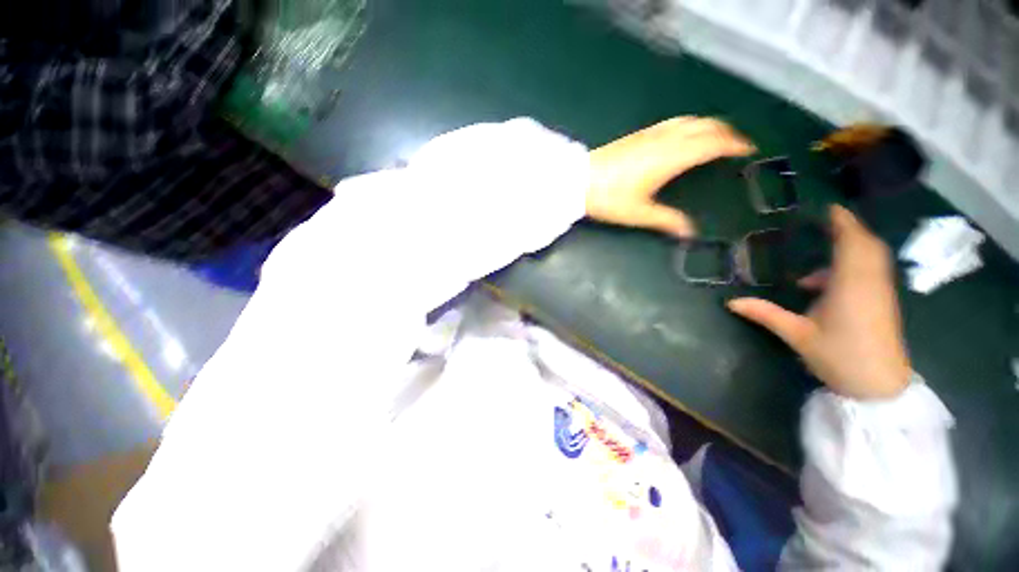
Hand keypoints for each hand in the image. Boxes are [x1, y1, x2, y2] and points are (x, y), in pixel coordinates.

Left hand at [587, 117, 754, 236]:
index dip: (734, 144)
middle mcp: (664, 139)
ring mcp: (649, 134)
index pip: (712, 143)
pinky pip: (671, 123)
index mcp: (671, 157)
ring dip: (707, 125)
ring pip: (688, 120)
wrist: (577, 181)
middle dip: (726, 132)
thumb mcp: (638, 213)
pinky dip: (688, 124)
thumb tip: (689, 233)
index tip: (749, 150)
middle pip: (705, 126)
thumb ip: (666, 221)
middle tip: (737, 145)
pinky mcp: (636, 135)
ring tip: (716, 137)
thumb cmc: (608, 198)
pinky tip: (682, 135)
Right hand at [727, 206, 911, 399]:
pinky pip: (870, 270)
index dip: (843, 222)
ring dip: (850, 246)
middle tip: (825, 222)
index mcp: (850, 285)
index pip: (851, 243)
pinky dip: (852, 265)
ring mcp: (879, 292)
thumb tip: (730, 302)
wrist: (879, 386)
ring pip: (871, 256)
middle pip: (866, 244)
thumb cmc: (839, 356)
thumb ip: (765, 314)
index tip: (829, 207)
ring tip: (822, 251)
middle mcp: (869, 282)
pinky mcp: (882, 302)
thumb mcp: (797, 335)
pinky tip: (824, 284)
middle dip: (848, 229)